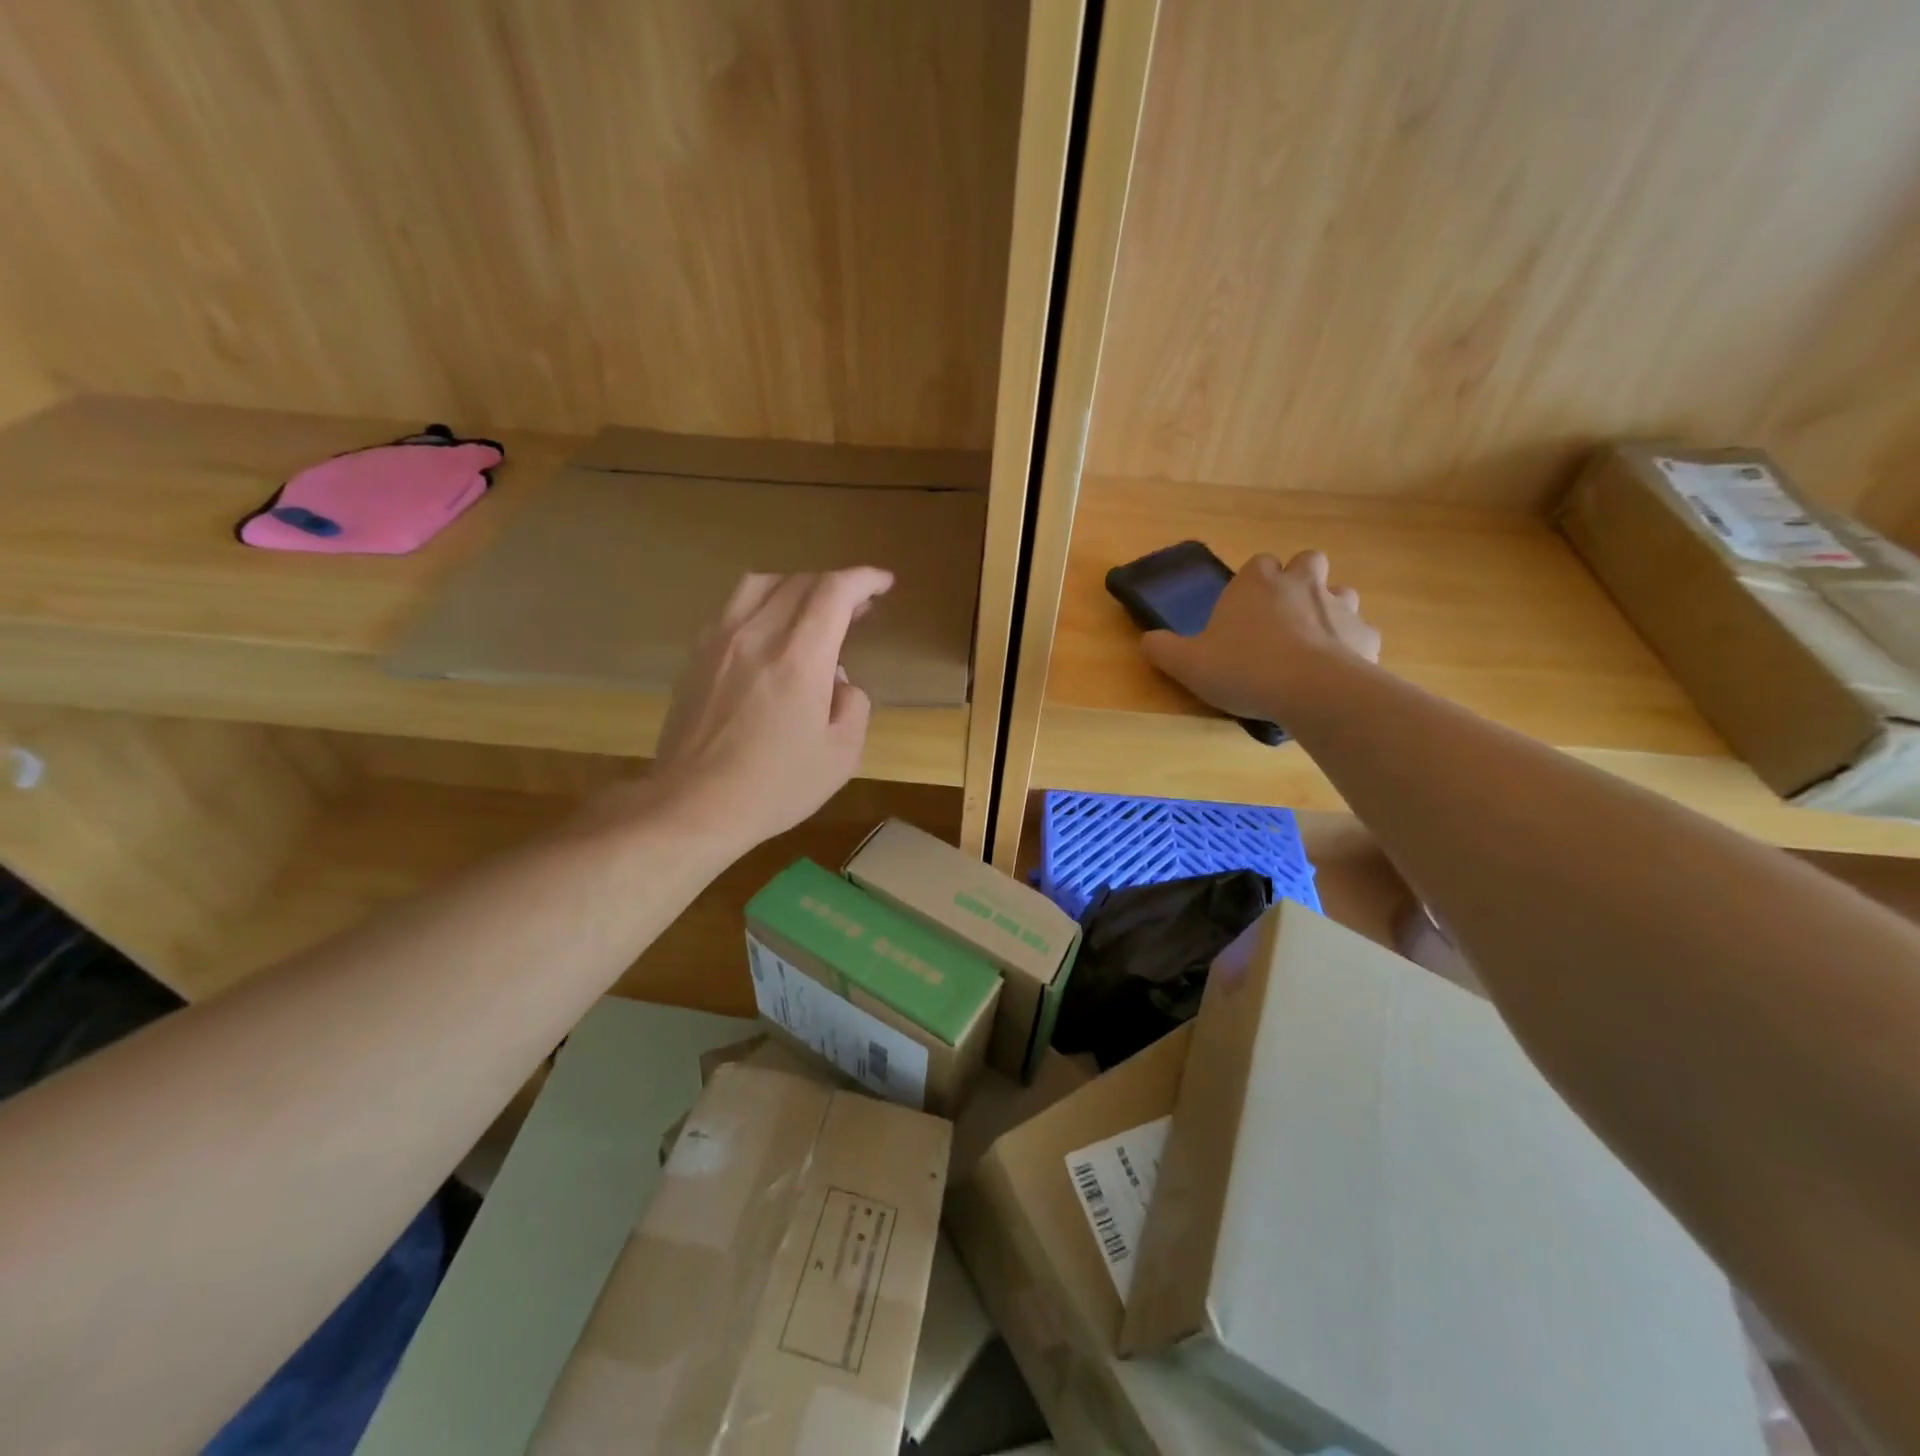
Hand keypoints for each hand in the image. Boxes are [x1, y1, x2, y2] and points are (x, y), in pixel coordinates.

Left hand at [642, 568, 892, 851]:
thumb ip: (853, 705)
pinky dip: (762, 605)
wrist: (694, 806)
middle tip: (858, 607)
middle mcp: (757, 636)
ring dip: (796, 587)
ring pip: (760, 584)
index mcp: (799, 659)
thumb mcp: (841, 756)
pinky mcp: (696, 656)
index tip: (883, 583)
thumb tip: (837, 681)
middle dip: (837, 585)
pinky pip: (732, 608)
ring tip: (813, 610)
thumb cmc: (774, 787)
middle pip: (800, 581)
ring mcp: (719, 642)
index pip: (835, 592)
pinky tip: (770, 634)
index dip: (865, 579)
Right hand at [1141, 550, 1379, 723]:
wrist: (1312, 690)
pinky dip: (1350, 646)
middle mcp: (1301, 584)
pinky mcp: (1366, 636)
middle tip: (1282, 616)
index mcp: (1257, 583)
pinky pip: (1360, 634)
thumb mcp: (1187, 664)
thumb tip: (1146, 641)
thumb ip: (1162, 650)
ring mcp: (1340, 607)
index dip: (1252, 583)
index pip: (1257, 563)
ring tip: (1312, 641)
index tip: (1243, 609)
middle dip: (1298, 581)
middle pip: (1306, 563)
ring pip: (1340, 593)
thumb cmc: (1244, 668)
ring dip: (1328, 609)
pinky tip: (1337, 671)